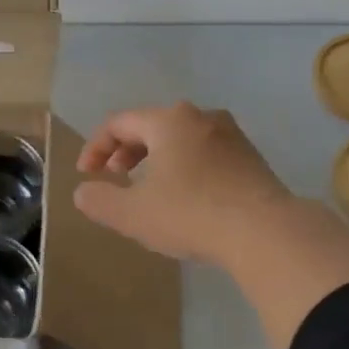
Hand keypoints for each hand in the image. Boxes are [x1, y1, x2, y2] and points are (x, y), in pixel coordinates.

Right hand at [74, 103, 295, 264]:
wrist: (265, 231)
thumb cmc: (191, 214)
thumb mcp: (133, 213)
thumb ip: (99, 200)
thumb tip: (83, 191)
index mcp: (169, 120)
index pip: (119, 123)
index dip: (96, 147)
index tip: (86, 175)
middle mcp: (202, 116)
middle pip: (152, 125)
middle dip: (127, 151)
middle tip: (116, 178)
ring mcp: (231, 135)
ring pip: (182, 138)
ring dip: (157, 159)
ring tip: (149, 188)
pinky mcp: (251, 157)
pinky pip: (206, 153)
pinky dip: (185, 167)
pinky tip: (187, 197)